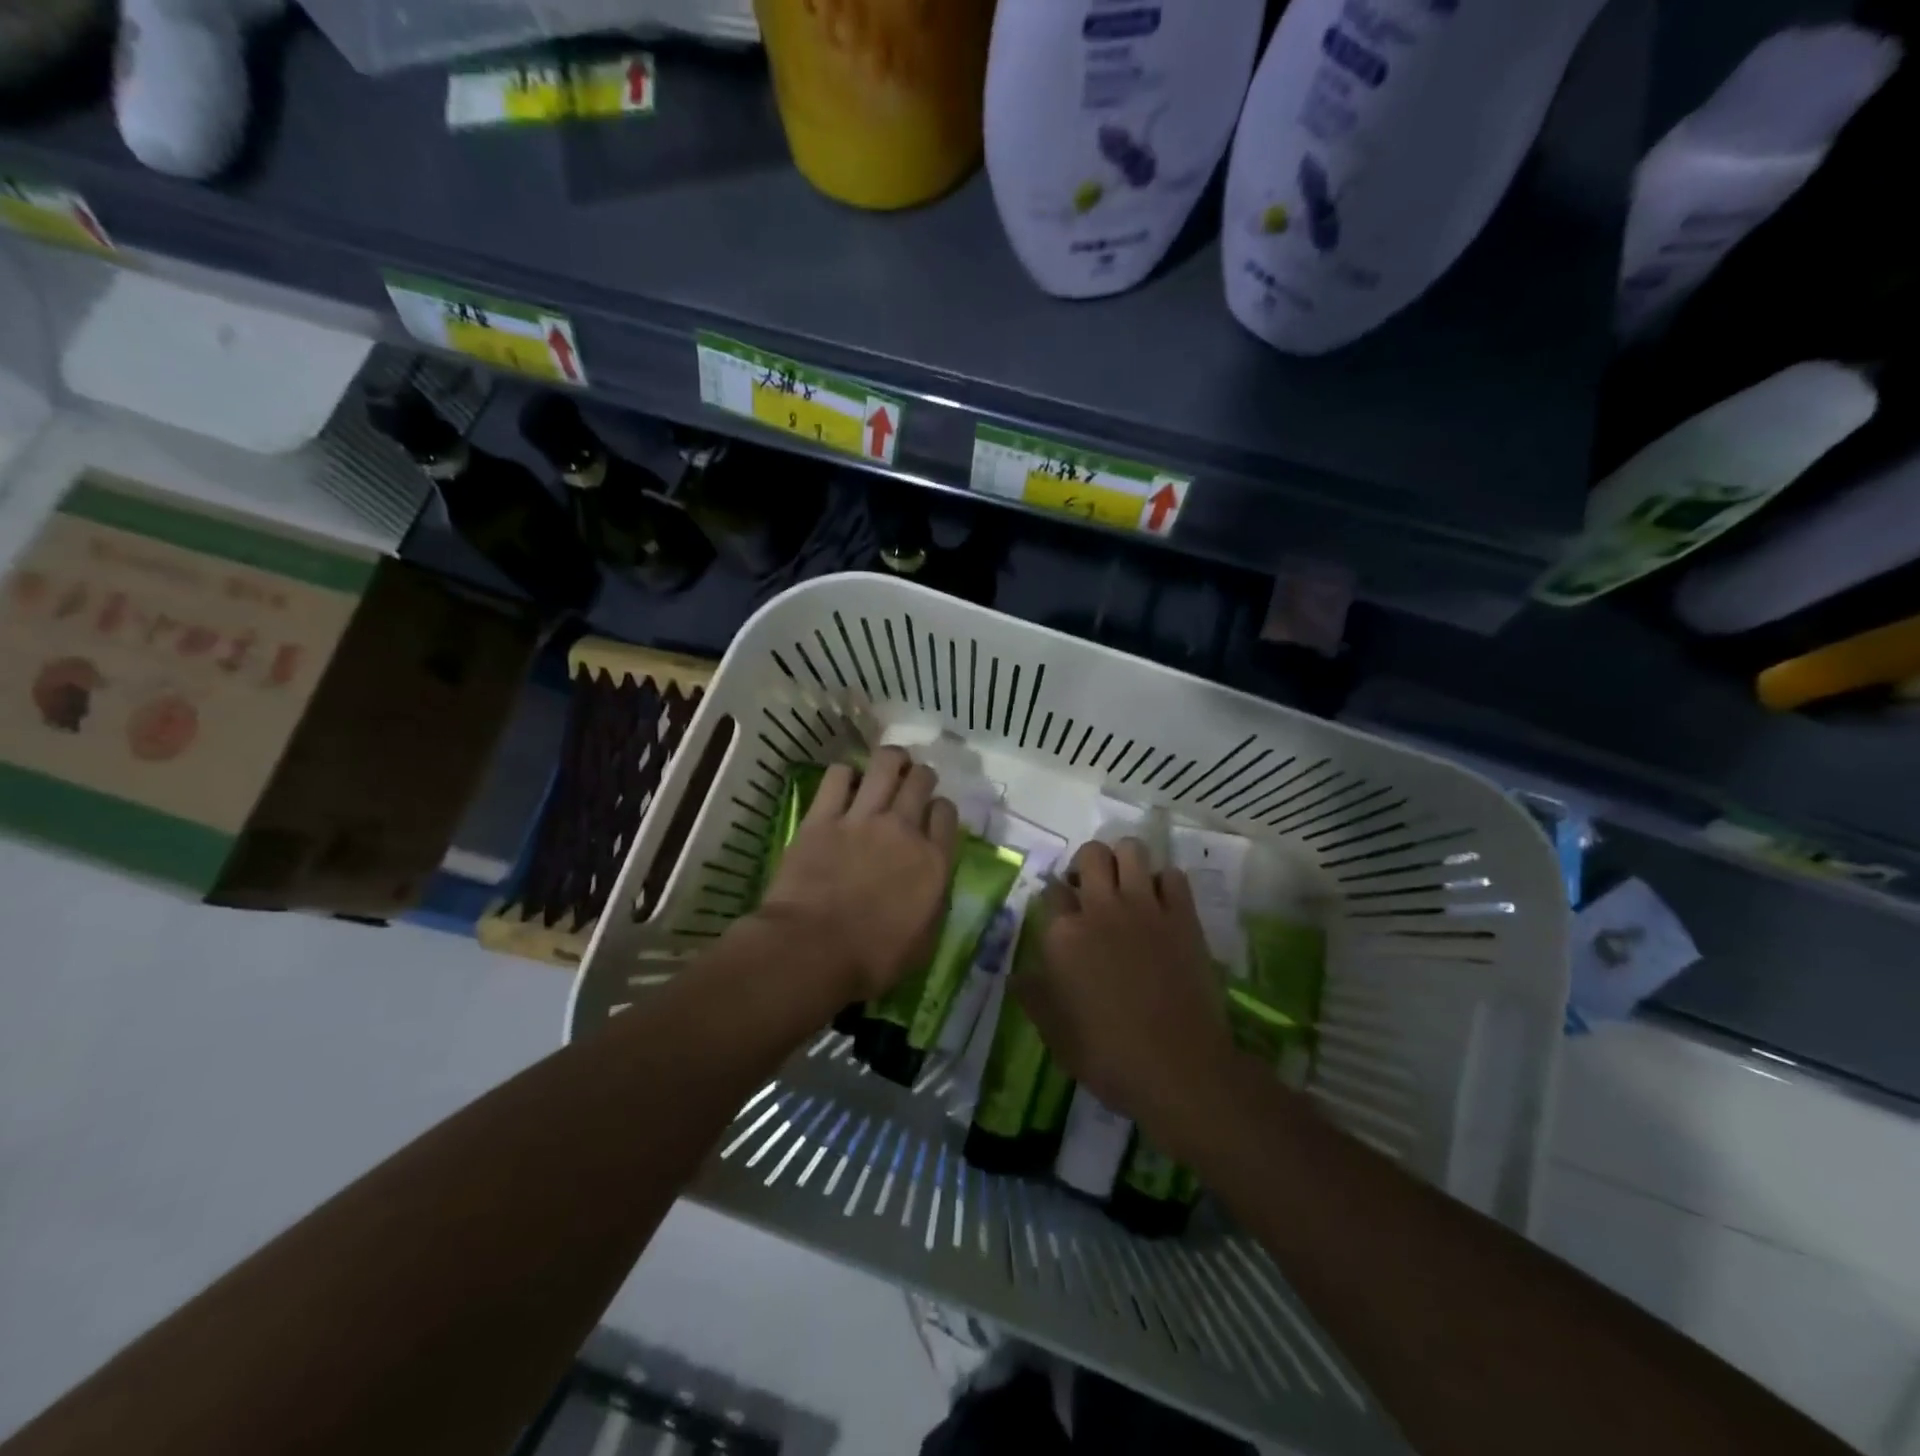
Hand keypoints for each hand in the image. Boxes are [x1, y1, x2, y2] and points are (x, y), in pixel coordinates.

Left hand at [754, 746, 960, 1002]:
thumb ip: (934, 901)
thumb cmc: (872, 959)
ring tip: (889, 764)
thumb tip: (932, 882)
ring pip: (885, 764)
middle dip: (921, 776)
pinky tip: (844, 782)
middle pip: (921, 780)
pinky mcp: (822, 817)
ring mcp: (861, 818)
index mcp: (933, 860)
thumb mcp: (924, 941)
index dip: (940, 810)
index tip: (932, 817)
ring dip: (891, 760)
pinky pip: (837, 776)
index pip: (947, 813)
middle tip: (913, 783)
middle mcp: (903, 829)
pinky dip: (844, 774)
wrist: (812, 951)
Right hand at [1015, 838, 1236, 1144]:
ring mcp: (1145, 907)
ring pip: (1131, 849)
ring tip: (1125, 886)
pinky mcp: (1182, 916)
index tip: (1060, 913)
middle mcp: (1100, 909)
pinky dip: (1164, 882)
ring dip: (1124, 861)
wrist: (1179, 1070)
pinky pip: (1172, 875)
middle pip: (1090, 854)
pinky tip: (1160, 904)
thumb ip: (1033, 996)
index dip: (1054, 899)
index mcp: (1063, 935)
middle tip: (1090, 890)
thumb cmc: (1108, 1057)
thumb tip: (1016, 974)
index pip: (1050, 890)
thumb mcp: (1055, 1035)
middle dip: (1086, 864)